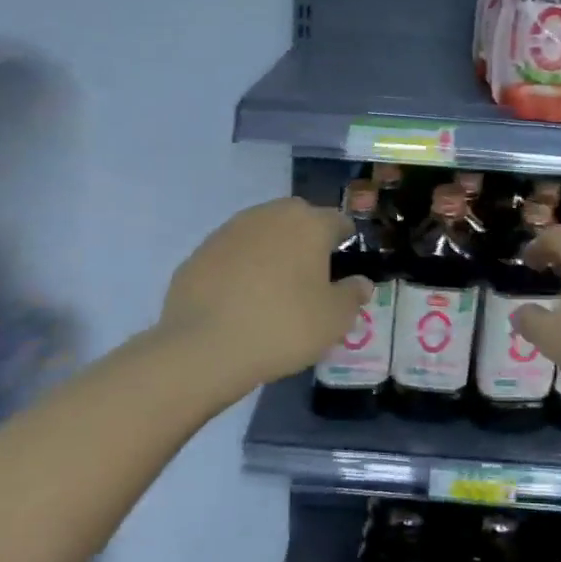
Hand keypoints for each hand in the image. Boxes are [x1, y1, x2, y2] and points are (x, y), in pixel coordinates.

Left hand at [160, 197, 372, 384]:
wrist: (204, 346)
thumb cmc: (283, 326)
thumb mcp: (334, 320)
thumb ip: (353, 295)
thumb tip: (360, 283)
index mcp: (309, 224)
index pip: (339, 221)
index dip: (345, 243)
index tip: (343, 269)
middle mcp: (271, 215)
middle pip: (298, 220)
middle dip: (307, 242)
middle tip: (310, 279)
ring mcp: (230, 230)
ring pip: (263, 233)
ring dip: (272, 252)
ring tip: (273, 290)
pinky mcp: (200, 251)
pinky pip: (233, 253)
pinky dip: (241, 268)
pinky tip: (240, 300)